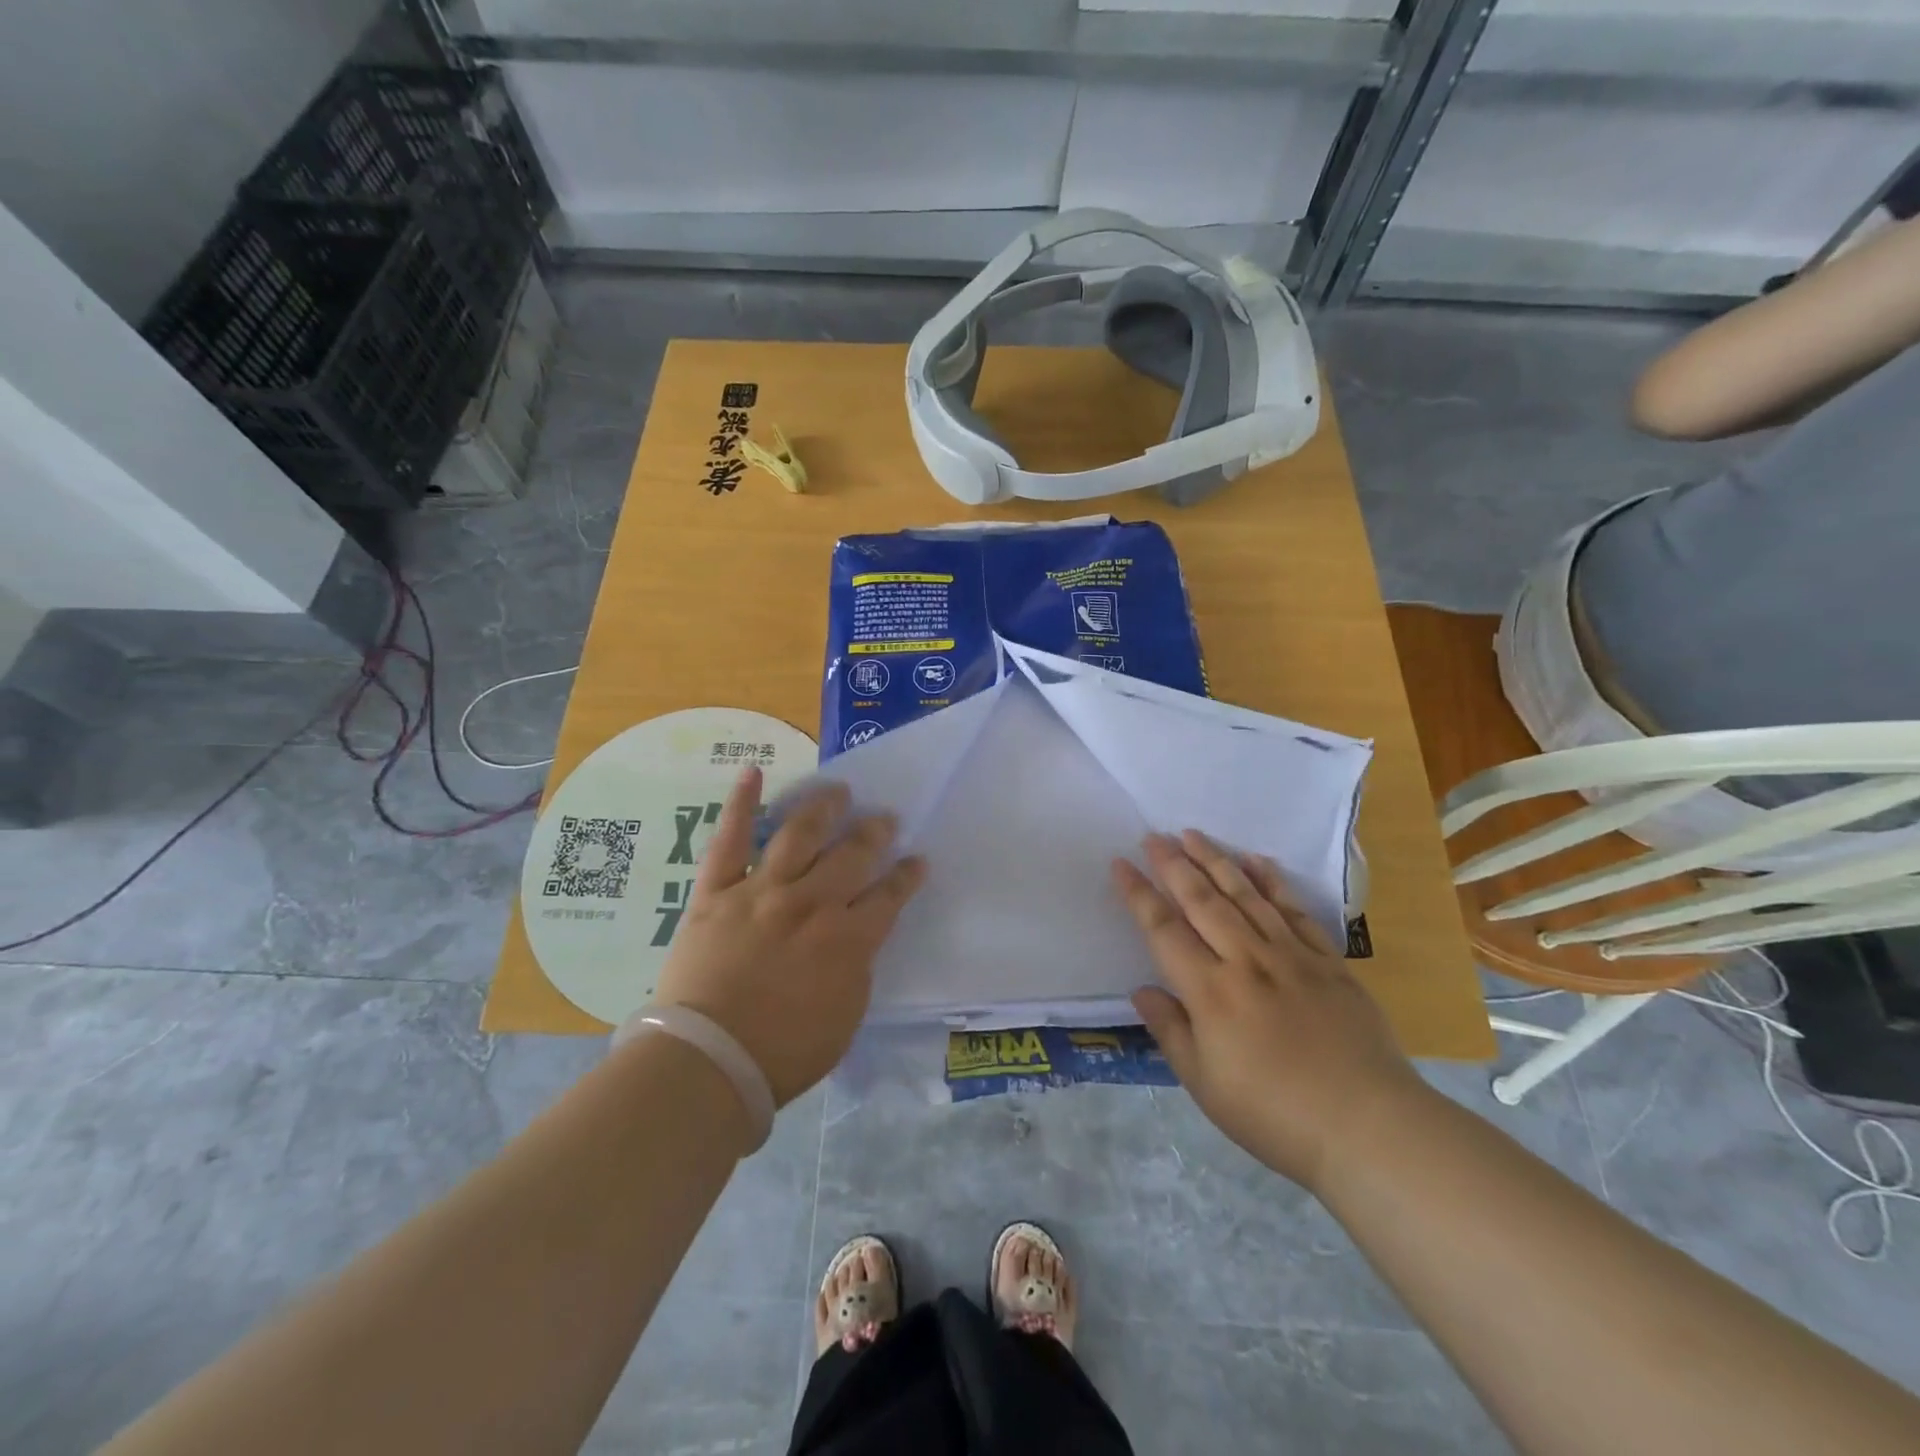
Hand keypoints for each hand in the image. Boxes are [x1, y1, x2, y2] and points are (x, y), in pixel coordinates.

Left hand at [654, 767, 925, 1106]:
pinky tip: (752, 773)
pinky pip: (730, 841)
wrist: (708, 1061)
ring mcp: (762, 892)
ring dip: (823, 808)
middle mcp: (811, 903)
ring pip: (799, 835)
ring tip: (837, 790)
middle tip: (884, 817)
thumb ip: (857, 968)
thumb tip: (858, 939)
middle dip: (874, 833)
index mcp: (847, 939)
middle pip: (851, 856)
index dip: (907, 876)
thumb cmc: (783, 1053)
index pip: (889, 896)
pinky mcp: (717, 892)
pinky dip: (741, 805)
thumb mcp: (845, 1017)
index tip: (916, 860)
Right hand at [1114, 831, 1429, 1190]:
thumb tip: (1141, 990)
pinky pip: (1296, 911)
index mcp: (1210, 991)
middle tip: (1154, 836)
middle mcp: (1246, 961)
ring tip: (1193, 834)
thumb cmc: (1275, 1115)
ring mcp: (1291, 957)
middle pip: (1202, 901)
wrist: (1369, 1127)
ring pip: (1245, 896)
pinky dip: (1274, 884)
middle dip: (1174, 865)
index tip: (1121, 863)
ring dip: (1216, 861)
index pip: (1164, 930)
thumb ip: (1170, 1031)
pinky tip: (1258, 862)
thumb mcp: (1205, 1084)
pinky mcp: (1329, 963)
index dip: (1139, 894)